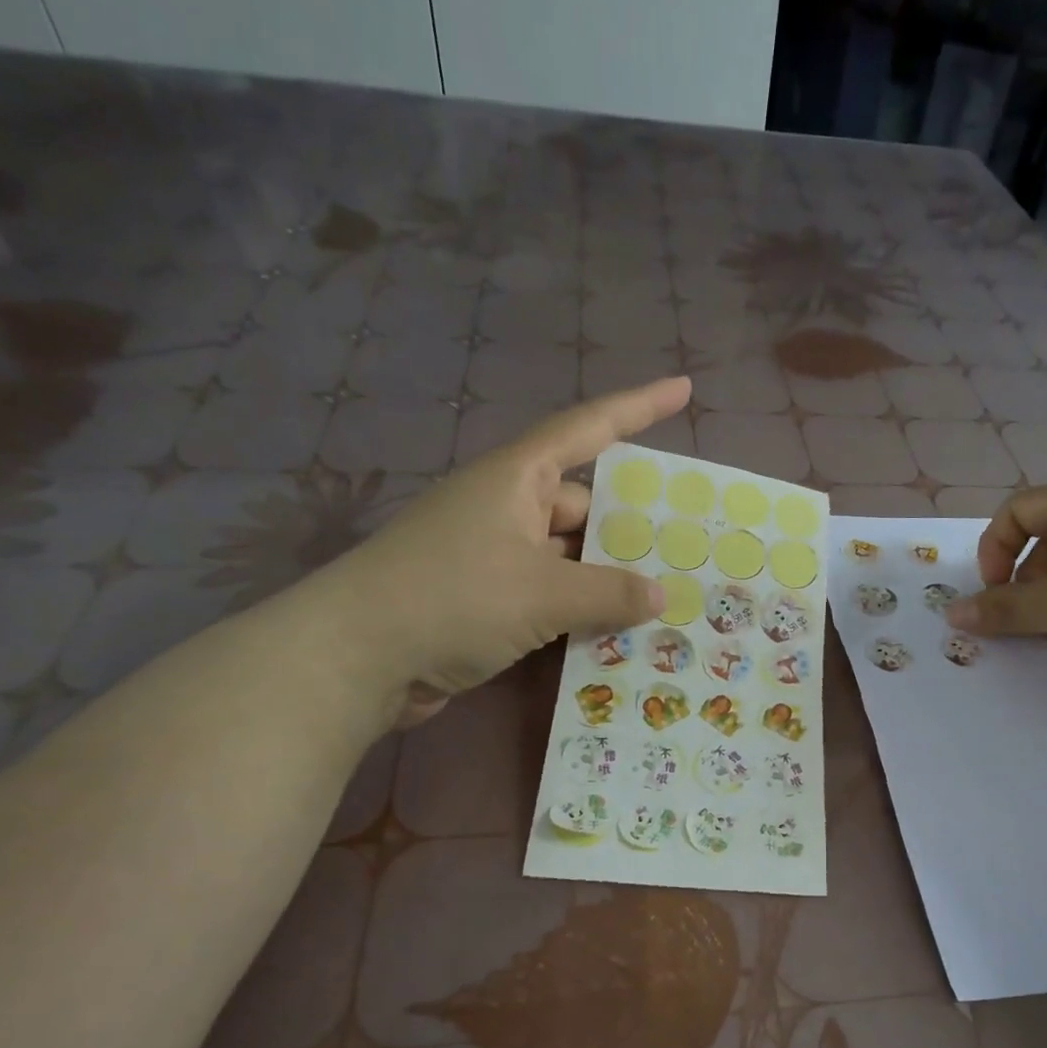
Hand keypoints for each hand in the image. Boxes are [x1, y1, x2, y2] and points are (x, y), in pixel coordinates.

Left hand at [289, 377, 689, 726]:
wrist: (356, 659)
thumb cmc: (452, 598)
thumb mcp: (542, 592)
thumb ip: (608, 592)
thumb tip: (658, 595)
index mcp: (516, 479)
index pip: (588, 429)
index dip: (638, 406)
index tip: (683, 388)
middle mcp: (506, 509)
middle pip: (584, 504)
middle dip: (631, 525)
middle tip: (689, 547)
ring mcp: (494, 557)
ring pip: (569, 556)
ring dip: (607, 578)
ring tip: (666, 598)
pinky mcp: (486, 601)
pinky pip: (550, 594)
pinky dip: (580, 610)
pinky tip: (618, 632)